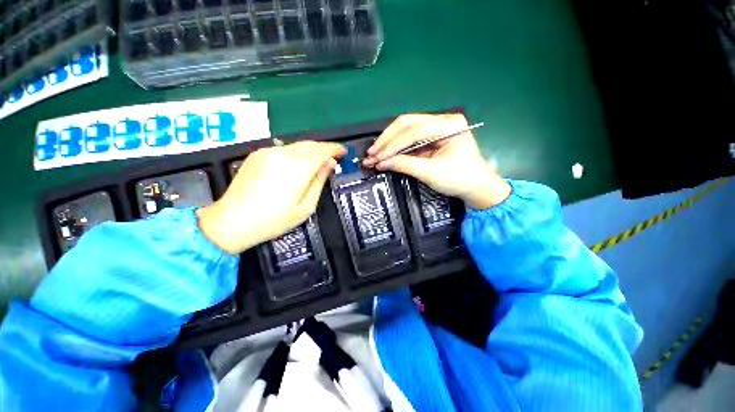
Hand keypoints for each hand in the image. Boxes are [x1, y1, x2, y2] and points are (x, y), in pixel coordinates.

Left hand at [197, 141, 345, 253]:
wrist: (232, 221)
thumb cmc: (274, 219)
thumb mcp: (306, 206)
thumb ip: (319, 182)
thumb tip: (330, 165)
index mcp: (298, 168)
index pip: (322, 150)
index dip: (335, 149)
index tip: (343, 152)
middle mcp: (283, 154)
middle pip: (310, 144)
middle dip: (324, 149)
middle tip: (332, 159)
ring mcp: (267, 152)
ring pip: (297, 145)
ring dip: (310, 151)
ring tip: (316, 164)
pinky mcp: (257, 154)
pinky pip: (283, 149)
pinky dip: (296, 154)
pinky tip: (296, 166)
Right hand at [363, 113, 510, 208]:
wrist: (477, 187)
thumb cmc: (459, 179)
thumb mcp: (431, 173)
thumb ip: (405, 165)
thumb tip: (381, 163)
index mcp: (449, 125)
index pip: (414, 131)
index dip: (393, 145)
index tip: (377, 157)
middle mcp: (442, 120)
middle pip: (407, 123)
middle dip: (387, 139)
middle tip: (371, 153)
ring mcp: (437, 127)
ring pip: (406, 128)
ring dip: (389, 141)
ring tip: (374, 153)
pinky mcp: (431, 137)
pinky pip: (409, 138)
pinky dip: (396, 146)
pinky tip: (385, 153)